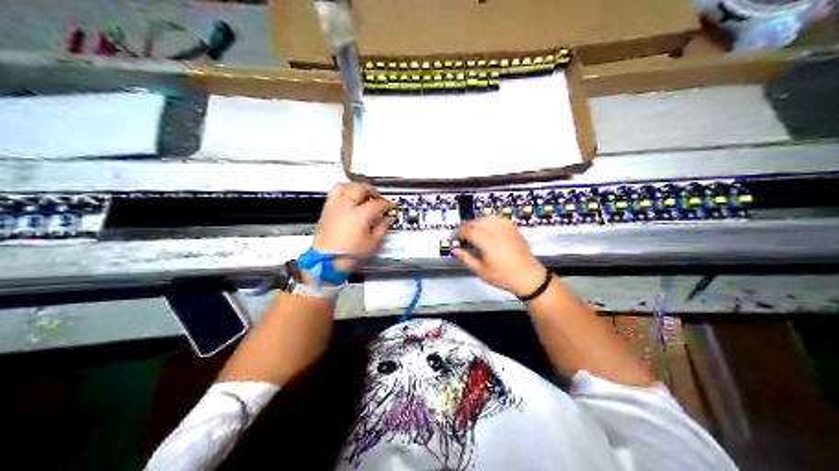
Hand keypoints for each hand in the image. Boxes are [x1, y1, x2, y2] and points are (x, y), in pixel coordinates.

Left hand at [313, 185, 395, 271]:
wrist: (326, 261)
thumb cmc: (350, 255)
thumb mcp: (372, 243)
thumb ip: (382, 228)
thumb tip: (389, 219)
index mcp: (360, 215)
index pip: (377, 203)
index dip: (386, 204)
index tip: (391, 207)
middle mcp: (346, 206)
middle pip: (361, 189)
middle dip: (372, 191)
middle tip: (378, 198)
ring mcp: (334, 206)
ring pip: (346, 186)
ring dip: (357, 187)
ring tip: (363, 193)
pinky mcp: (326, 209)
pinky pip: (334, 192)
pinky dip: (344, 190)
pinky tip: (349, 198)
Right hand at [457, 215, 548, 295]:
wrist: (528, 276)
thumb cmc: (504, 276)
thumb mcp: (481, 271)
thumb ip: (466, 259)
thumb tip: (456, 250)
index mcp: (487, 242)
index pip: (468, 231)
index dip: (458, 233)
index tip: (454, 239)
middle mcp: (496, 231)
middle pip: (476, 222)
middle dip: (466, 228)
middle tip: (462, 237)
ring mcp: (506, 228)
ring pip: (486, 217)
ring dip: (477, 223)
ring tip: (473, 232)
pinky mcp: (513, 228)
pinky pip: (497, 218)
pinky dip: (488, 221)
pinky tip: (487, 230)